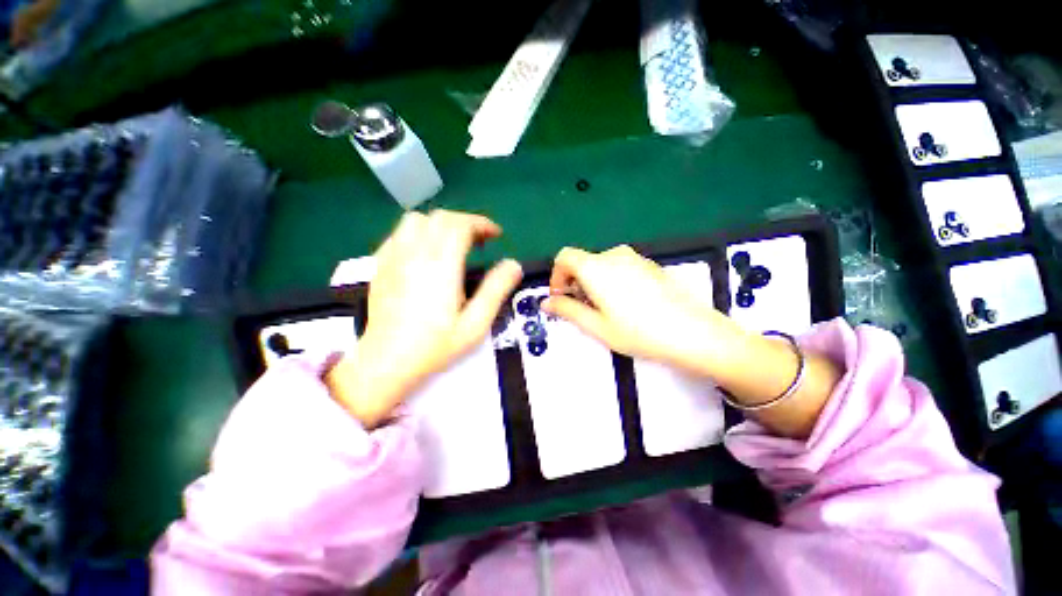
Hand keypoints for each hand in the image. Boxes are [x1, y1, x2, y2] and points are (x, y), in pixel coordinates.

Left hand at [326, 210, 522, 427]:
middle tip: (479, 242)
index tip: (495, 235)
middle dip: (465, 223)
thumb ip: (496, 291)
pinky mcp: (380, 265)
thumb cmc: (435, 345)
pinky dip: (419, 233)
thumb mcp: (475, 324)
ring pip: (417, 220)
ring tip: (453, 244)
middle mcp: (415, 254)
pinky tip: (426, 253)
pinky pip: (400, 234)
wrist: (386, 361)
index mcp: (441, 266)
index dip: (481, 224)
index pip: (460, 225)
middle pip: (440, 218)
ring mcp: (393, 257)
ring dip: (440, 225)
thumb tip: (514, 265)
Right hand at [542, 245, 741, 372]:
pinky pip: (621, 267)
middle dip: (575, 282)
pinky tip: (627, 303)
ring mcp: (635, 258)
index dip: (556, 275)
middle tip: (582, 308)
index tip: (560, 297)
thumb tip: (546, 302)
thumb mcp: (596, 325)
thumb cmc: (637, 331)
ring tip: (604, 309)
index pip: (564, 257)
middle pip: (583, 261)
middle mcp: (614, 255)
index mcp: (596, 267)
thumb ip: (567, 310)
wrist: (692, 332)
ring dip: (593, 282)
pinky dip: (612, 280)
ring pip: (602, 264)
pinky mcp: (650, 265)